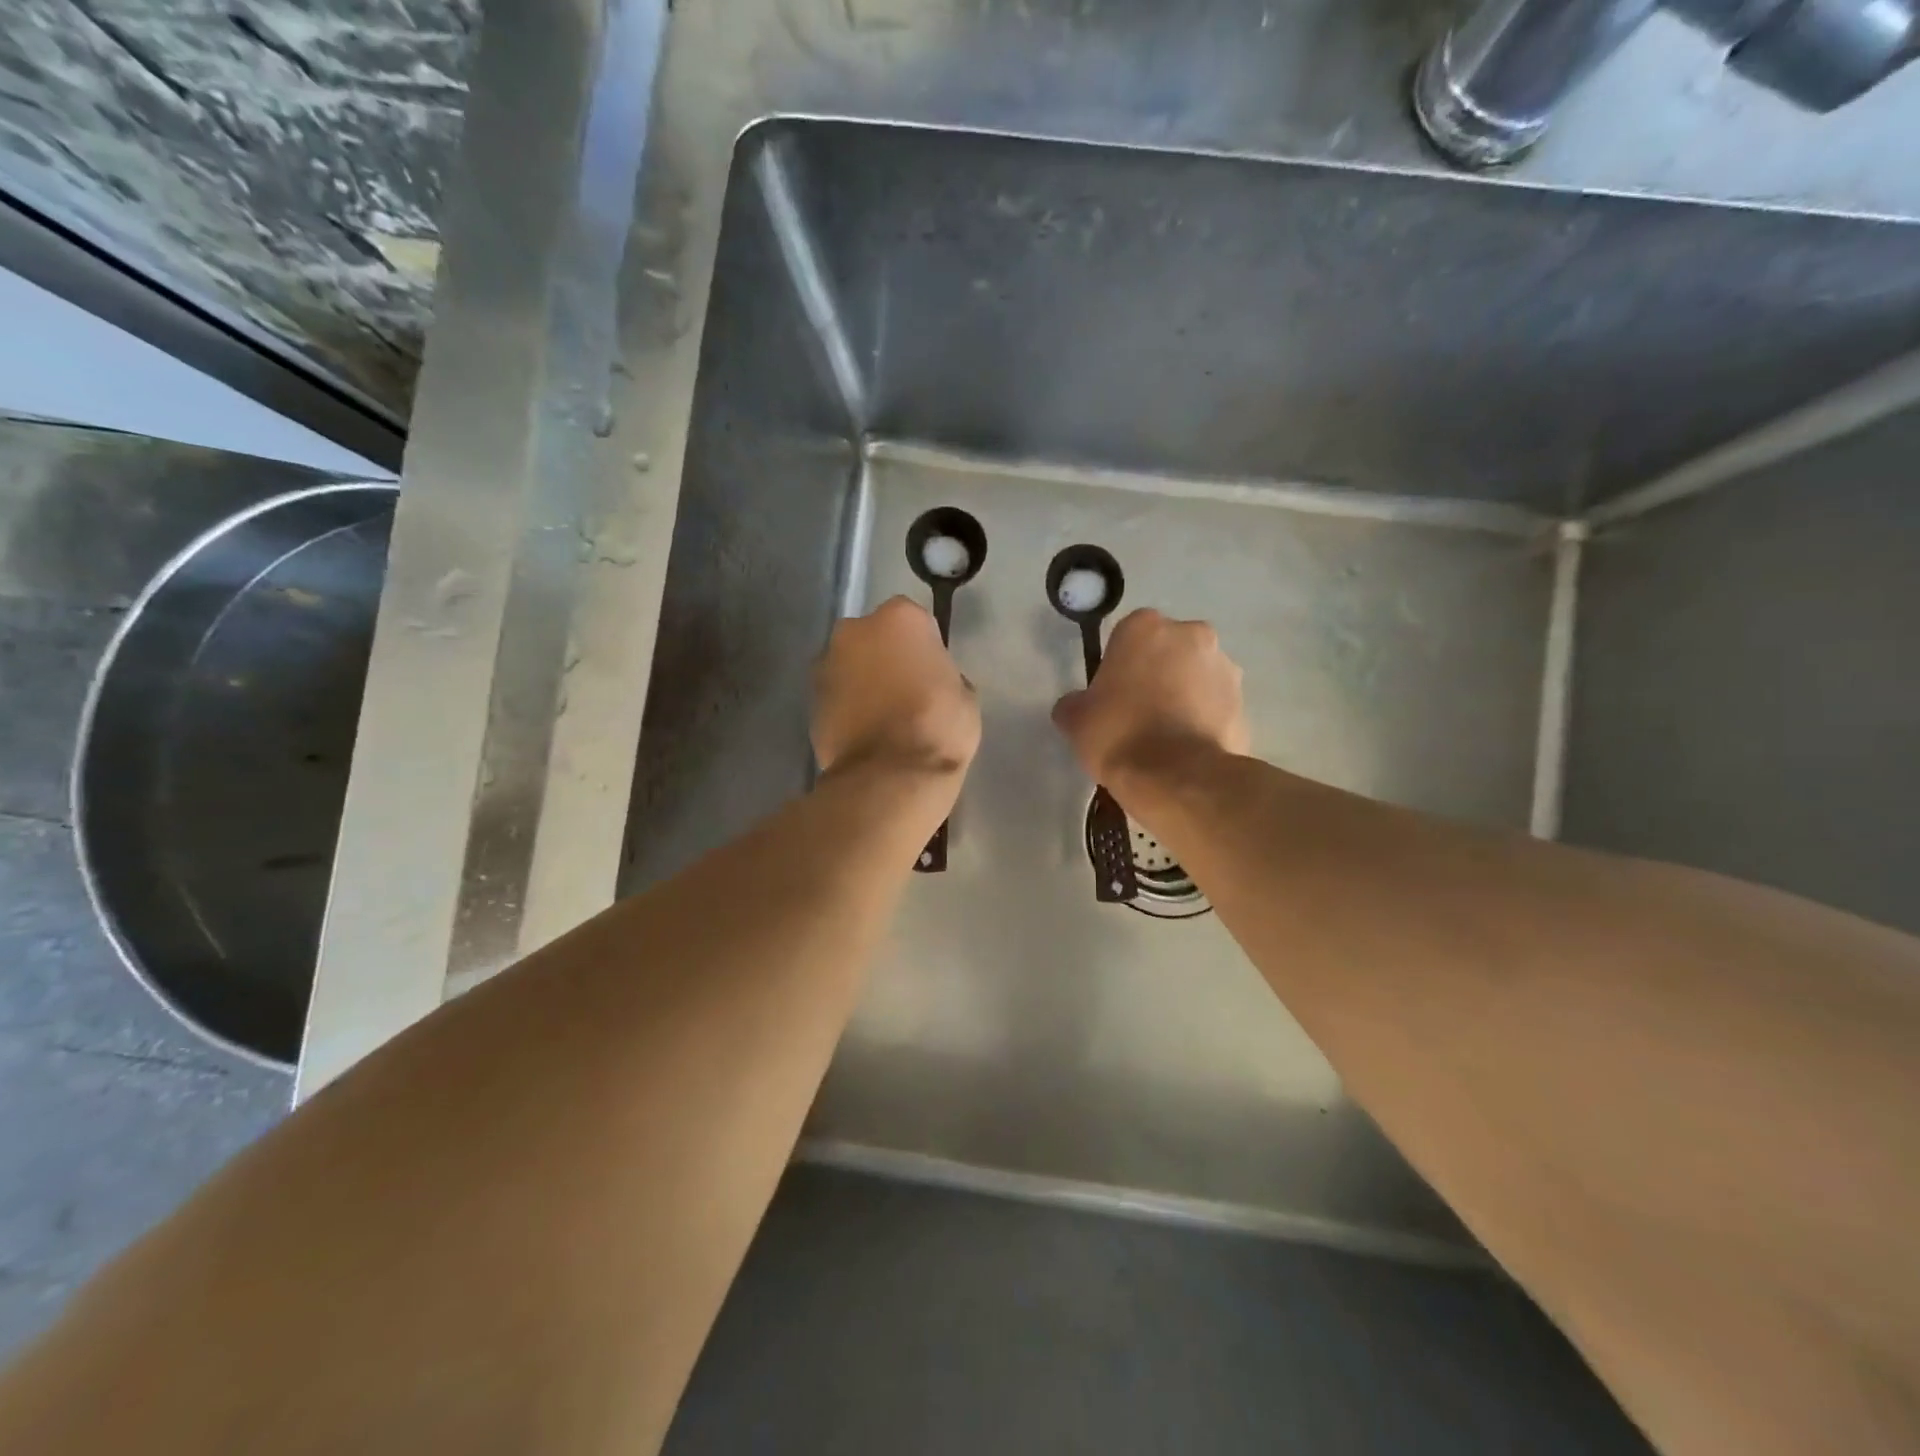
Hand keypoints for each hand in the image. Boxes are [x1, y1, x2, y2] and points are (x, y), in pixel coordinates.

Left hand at [814, 596, 980, 779]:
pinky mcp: (810, 699)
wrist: (889, 775)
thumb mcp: (965, 695)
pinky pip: (837, 695)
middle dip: (885, 657)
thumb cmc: (938, 726)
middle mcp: (855, 629)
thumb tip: (930, 680)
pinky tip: (865, 732)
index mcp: (899, 617)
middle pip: (874, 638)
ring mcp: (826, 663)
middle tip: (906, 691)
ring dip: (863, 681)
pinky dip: (847, 706)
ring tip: (883, 717)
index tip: (931, 673)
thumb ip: (942, 673)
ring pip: (851, 665)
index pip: (914, 621)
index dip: (924, 647)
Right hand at [1052, 609, 1248, 783]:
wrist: (1177, 777)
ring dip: (1184, 694)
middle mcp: (1192, 634)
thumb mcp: (1075, 720)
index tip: (1112, 695)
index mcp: (1146, 626)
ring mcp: (1224, 667)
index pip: (1127, 637)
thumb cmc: (1119, 734)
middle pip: (1168, 651)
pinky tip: (1186, 749)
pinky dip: (1204, 720)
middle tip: (1139, 712)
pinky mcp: (1244, 702)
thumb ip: (1076, 702)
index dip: (1118, 666)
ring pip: (1196, 676)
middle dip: (1158, 673)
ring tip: (1166, 736)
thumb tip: (1078, 705)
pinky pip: (1215, 706)